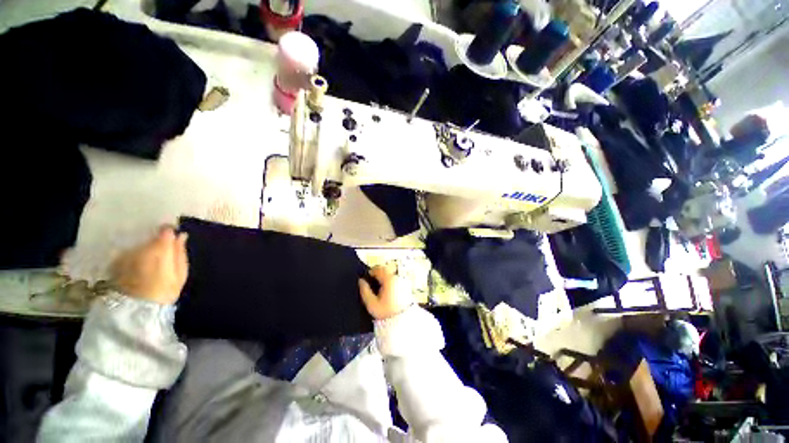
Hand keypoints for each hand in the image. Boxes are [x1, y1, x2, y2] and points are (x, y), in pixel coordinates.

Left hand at [110, 226, 188, 304]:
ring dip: (146, 251)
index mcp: (159, 249)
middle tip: (165, 257)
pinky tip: (139, 270)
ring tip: (151, 266)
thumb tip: (182, 235)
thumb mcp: (180, 273)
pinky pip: (130, 254)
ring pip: (140, 246)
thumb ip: (180, 252)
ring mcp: (126, 254)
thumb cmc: (164, 291)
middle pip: (151, 238)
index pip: (166, 230)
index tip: (175, 239)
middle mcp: (140, 247)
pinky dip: (135, 258)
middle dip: (158, 244)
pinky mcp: (116, 262)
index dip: (171, 232)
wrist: (135, 311)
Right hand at [358, 265, 413, 319]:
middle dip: (378, 275)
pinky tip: (388, 292)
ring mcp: (404, 282)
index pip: (378, 269)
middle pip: (386, 271)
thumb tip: (361, 281)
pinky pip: (397, 281)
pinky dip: (391, 283)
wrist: (403, 323)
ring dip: (385, 279)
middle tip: (372, 283)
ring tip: (379, 289)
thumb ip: (365, 290)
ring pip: (392, 276)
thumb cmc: (386, 313)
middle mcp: (397, 278)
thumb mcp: (372, 304)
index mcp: (389, 279)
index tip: (367, 278)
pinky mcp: (407, 287)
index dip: (371, 272)